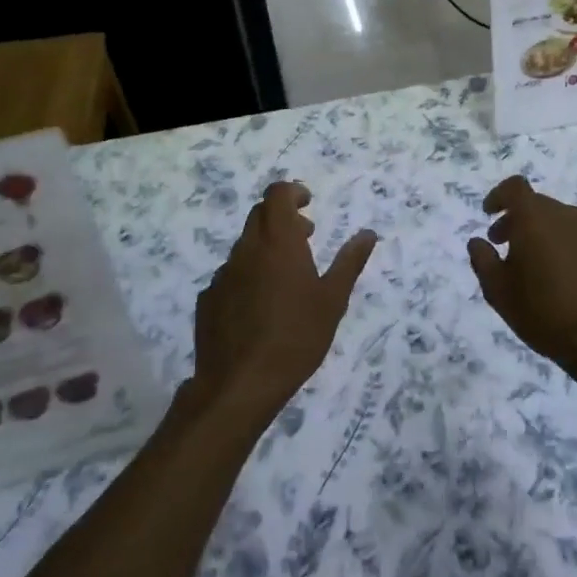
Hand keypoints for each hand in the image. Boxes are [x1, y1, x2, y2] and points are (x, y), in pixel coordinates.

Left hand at [192, 182, 377, 420]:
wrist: (240, 384)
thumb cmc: (296, 337)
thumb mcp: (333, 300)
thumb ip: (349, 262)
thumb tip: (368, 234)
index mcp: (278, 242)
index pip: (277, 194)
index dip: (292, 192)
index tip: (308, 204)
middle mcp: (246, 250)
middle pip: (259, 215)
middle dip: (283, 217)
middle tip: (306, 237)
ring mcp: (222, 274)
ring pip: (245, 246)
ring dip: (266, 248)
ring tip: (286, 277)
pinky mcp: (208, 299)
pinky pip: (231, 274)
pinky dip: (248, 275)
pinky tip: (260, 306)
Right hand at [466, 176, 576, 381]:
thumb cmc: (542, 311)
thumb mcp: (498, 290)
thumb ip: (483, 260)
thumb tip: (478, 242)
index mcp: (535, 218)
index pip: (515, 187)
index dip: (498, 196)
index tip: (488, 214)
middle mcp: (565, 216)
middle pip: (536, 204)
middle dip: (515, 219)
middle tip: (501, 244)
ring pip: (557, 221)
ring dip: (539, 232)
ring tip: (529, 264)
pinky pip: (575, 238)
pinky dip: (560, 246)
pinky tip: (557, 277)